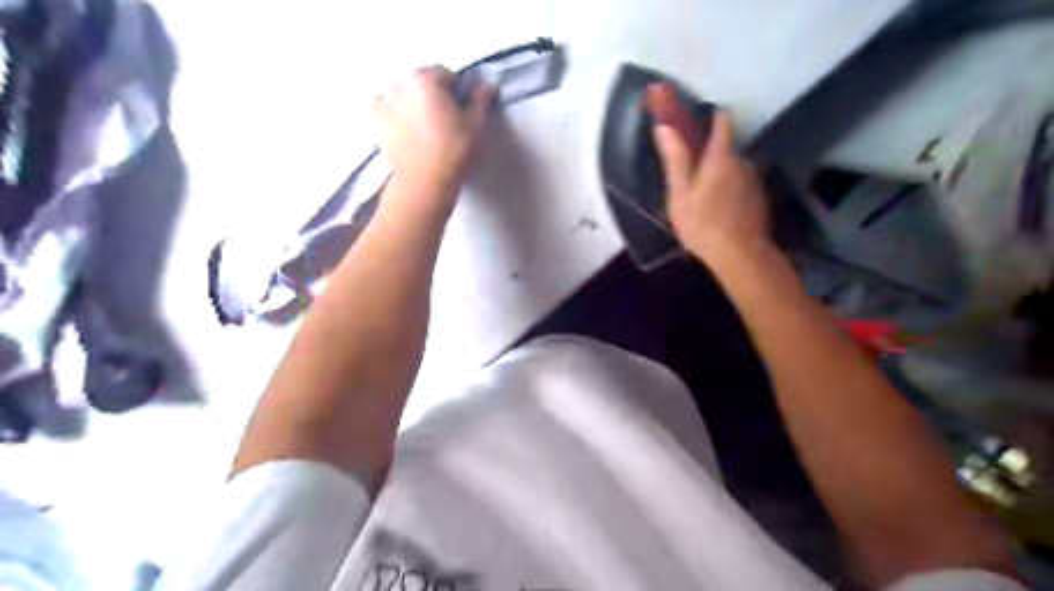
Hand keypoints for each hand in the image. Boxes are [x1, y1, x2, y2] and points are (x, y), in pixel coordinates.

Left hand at [372, 65, 496, 211]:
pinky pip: (383, 105)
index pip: (446, 74)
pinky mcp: (375, 119)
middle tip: (444, 121)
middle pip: (422, 82)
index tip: (461, 113)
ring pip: (404, 93)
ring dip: (413, 102)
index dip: (457, 93)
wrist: (424, 182)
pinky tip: (403, 126)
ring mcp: (384, 100)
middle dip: (433, 95)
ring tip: (424, 127)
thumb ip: (481, 99)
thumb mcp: (476, 125)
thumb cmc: (454, 151)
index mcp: (426, 78)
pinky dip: (392, 110)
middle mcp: (401, 82)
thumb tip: (489, 83)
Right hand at [647, 95, 770, 265]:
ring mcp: (754, 181)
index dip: (710, 116)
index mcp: (720, 157)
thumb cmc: (703, 224)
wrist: (741, 256)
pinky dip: (730, 193)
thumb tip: (664, 126)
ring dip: (720, 179)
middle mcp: (742, 162)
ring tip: (704, 204)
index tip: (697, 121)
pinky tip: (720, 214)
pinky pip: (741, 187)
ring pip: (733, 170)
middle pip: (725, 150)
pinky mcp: (760, 199)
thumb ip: (675, 159)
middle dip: (709, 160)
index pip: (721, 122)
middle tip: (691, 184)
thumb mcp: (680, 194)